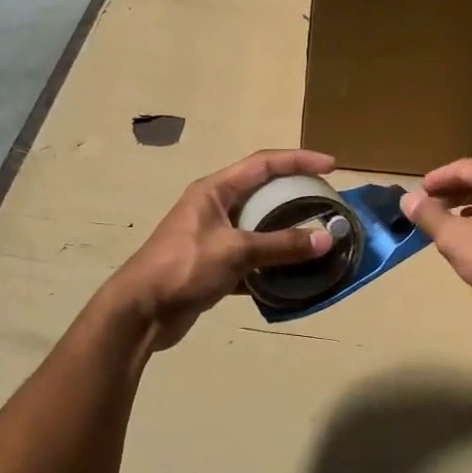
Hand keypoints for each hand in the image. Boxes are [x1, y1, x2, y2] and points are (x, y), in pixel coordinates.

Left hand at [106, 149, 338, 349]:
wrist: (141, 312)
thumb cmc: (184, 268)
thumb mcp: (235, 251)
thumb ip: (281, 245)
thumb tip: (326, 239)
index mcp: (215, 190)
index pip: (263, 163)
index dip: (298, 160)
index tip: (331, 166)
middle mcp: (215, 208)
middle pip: (263, 194)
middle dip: (296, 198)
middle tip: (328, 207)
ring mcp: (213, 238)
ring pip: (259, 229)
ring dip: (287, 236)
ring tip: (318, 242)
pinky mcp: (214, 267)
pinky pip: (252, 259)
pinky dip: (273, 266)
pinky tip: (295, 277)